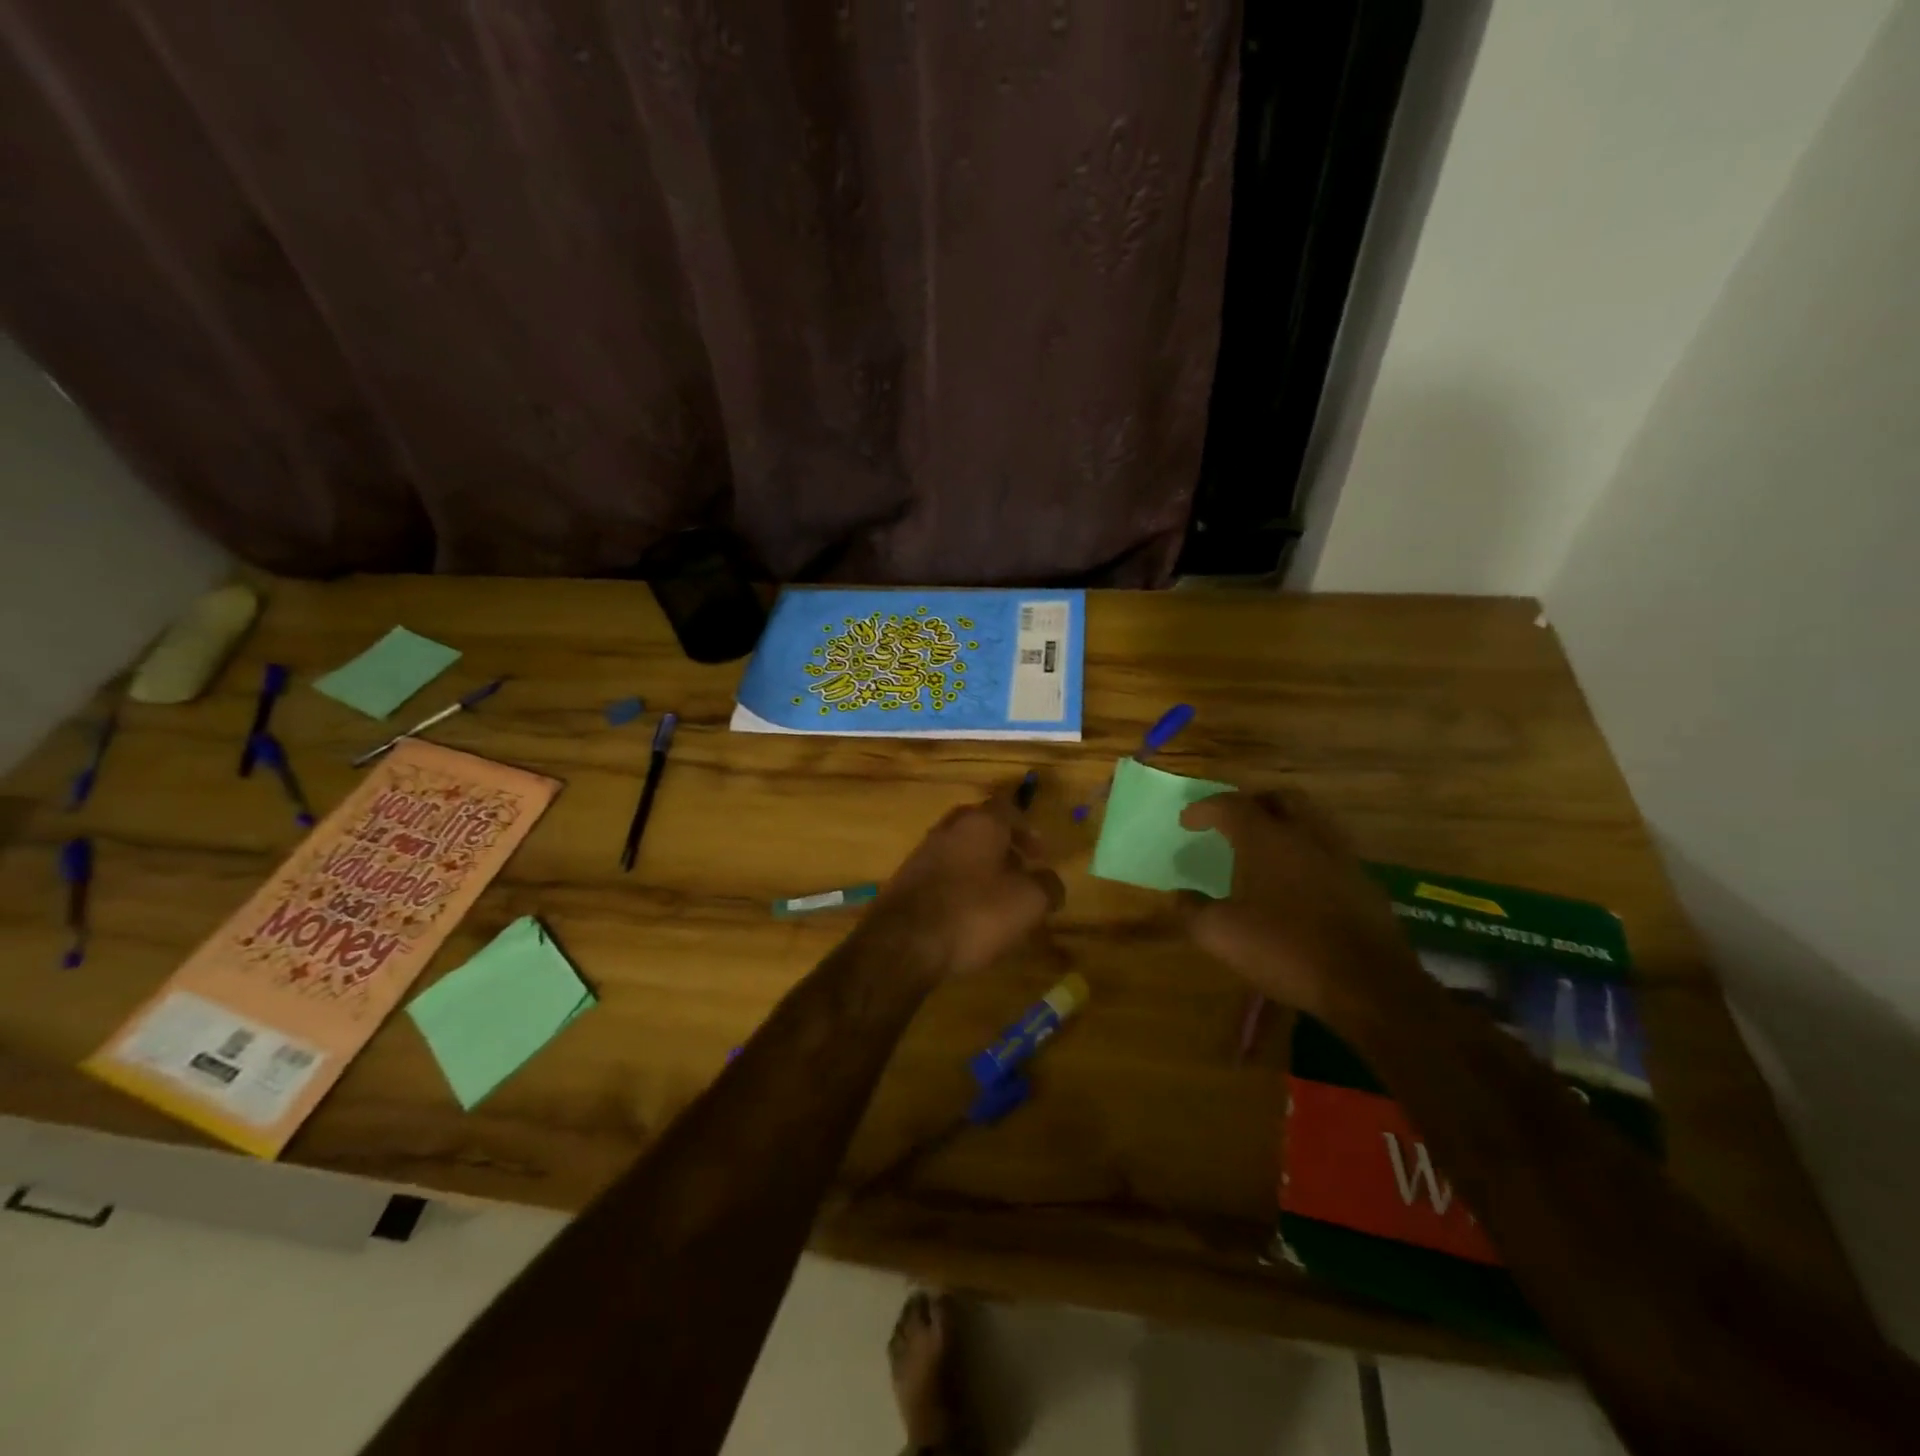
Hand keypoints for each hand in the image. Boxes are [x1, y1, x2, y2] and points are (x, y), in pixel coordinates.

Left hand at [868, 792, 1064, 978]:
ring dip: (980, 867)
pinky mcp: (906, 881)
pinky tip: (966, 914)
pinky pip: (941, 875)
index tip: (1039, 855)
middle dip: (1003, 846)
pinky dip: (958, 886)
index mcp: (980, 823)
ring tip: (997, 898)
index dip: (1027, 830)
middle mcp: (949, 829)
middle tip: (1020, 871)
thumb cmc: (974, 914)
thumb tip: (1051, 882)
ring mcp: (922, 854)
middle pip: (981, 827)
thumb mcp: (1028, 903)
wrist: (903, 943)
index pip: (1008, 808)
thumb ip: (1048, 886)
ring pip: (960, 850)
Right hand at [1180, 790, 1424, 1024]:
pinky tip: (1299, 880)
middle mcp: (1305, 835)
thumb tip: (1178, 896)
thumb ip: (1193, 910)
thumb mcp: (1221, 934)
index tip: (1187, 822)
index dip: (1204, 809)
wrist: (1368, 984)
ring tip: (1267, 846)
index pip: (1231, 806)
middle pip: (1280, 798)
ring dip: (1286, 823)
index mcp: (1266, 839)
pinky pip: (1330, 850)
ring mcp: (1341, 856)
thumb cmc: (1286, 949)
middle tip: (1234, 821)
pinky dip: (1308, 852)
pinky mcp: (1364, 882)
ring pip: (1312, 820)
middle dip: (1253, 802)